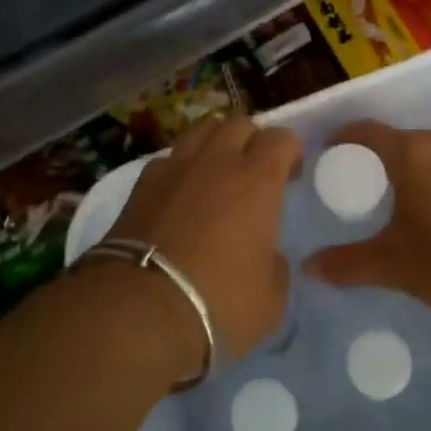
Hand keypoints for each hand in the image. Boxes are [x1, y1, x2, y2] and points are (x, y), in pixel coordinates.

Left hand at [104, 118, 301, 368]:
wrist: (140, 307)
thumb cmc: (219, 302)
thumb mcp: (271, 298)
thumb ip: (275, 265)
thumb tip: (268, 255)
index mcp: (258, 180)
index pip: (281, 138)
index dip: (290, 151)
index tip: (290, 175)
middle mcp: (217, 161)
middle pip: (239, 123)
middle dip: (252, 140)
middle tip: (254, 171)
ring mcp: (175, 167)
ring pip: (201, 131)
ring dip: (215, 145)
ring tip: (216, 173)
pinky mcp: (142, 183)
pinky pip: (169, 159)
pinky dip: (180, 168)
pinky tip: (179, 193)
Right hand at [304, 121, 430, 314]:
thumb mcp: (392, 265)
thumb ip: (347, 264)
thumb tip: (308, 267)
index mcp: (411, 151)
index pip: (367, 131)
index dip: (344, 138)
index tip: (330, 151)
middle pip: (401, 140)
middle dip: (381, 159)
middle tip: (367, 187)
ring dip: (416, 168)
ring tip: (406, 199)